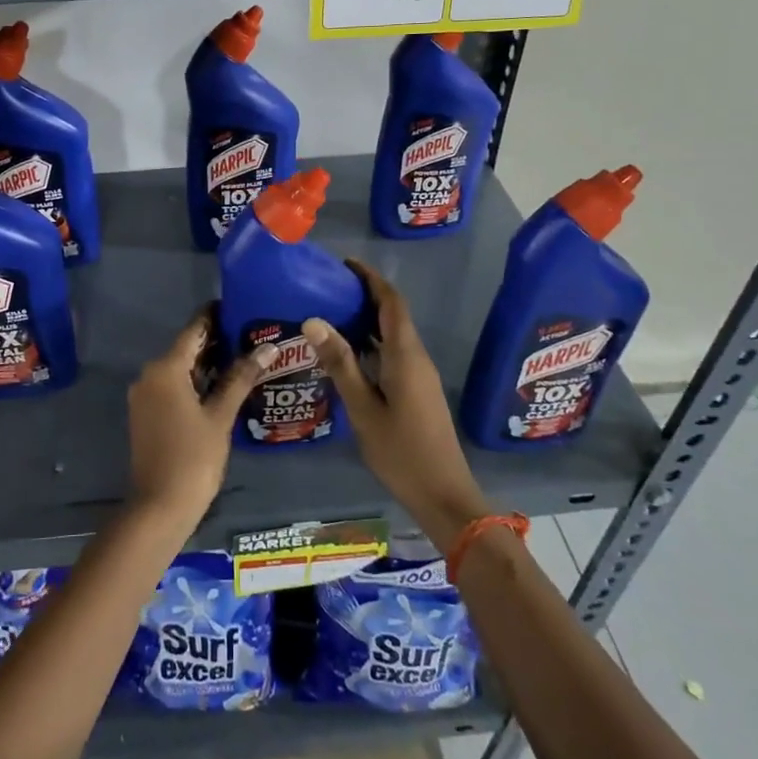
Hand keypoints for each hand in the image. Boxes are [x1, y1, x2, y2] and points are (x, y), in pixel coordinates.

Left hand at [126, 309, 272, 529]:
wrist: (159, 506)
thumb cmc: (194, 457)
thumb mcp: (220, 416)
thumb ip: (241, 378)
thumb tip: (267, 348)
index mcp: (165, 369)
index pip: (193, 331)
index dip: (214, 317)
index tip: (237, 306)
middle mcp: (149, 375)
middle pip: (185, 349)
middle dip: (215, 341)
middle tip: (250, 333)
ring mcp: (145, 396)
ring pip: (179, 369)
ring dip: (207, 363)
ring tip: (243, 356)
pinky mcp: (146, 413)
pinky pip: (172, 386)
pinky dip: (194, 381)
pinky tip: (222, 384)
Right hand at [304, 261, 492, 548]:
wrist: (443, 494)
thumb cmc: (401, 451)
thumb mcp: (363, 408)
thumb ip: (340, 363)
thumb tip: (313, 320)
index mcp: (405, 355)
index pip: (391, 302)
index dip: (371, 278)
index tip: (345, 264)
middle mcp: (416, 357)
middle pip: (393, 314)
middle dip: (365, 295)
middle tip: (328, 288)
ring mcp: (420, 374)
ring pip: (393, 334)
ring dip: (368, 319)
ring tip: (331, 313)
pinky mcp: (418, 390)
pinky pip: (394, 352)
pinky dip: (372, 341)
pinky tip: (348, 353)